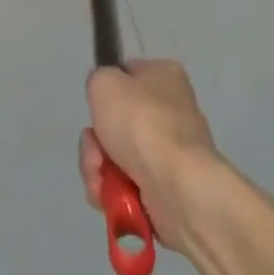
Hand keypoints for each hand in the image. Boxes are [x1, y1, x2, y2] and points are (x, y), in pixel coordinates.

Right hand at [79, 58, 220, 254]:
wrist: (178, 188)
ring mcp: (170, 154)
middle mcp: (172, 111)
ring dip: (99, 169)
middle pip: (116, 123)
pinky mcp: (167, 191)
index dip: (105, 94)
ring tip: (101, 180)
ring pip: (117, 158)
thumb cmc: (141, 123)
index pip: (126, 76)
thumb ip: (98, 81)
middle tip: (95, 151)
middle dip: (96, 142)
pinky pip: (128, 187)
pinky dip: (114, 194)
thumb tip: (106, 101)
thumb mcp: (104, 82)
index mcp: (164, 76)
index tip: (96, 110)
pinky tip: (111, 198)